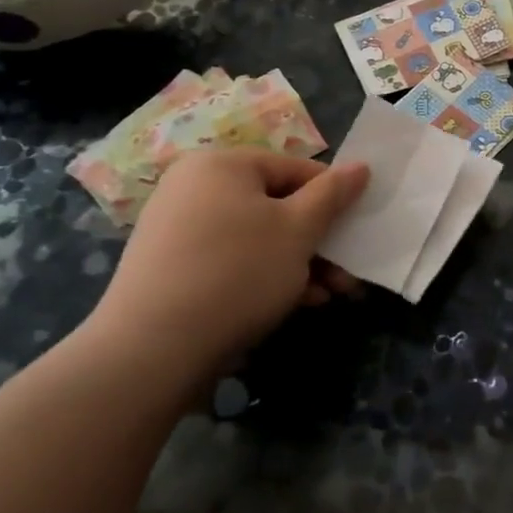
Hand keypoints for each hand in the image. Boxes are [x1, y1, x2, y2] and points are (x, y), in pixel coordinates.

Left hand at [86, 149, 368, 377]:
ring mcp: (178, 227)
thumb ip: (332, 195)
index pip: (295, 169)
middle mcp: (195, 186)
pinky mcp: (171, 267)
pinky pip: (231, 259)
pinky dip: (264, 276)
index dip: (333, 199)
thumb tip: (361, 166)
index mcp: (222, 164)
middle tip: (346, 275)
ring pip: (257, 237)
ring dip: (298, 264)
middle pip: (276, 206)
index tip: (358, 232)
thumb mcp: (298, 231)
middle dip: (318, 242)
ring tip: (327, 296)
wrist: (152, 349)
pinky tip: (293, 304)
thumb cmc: (237, 272)